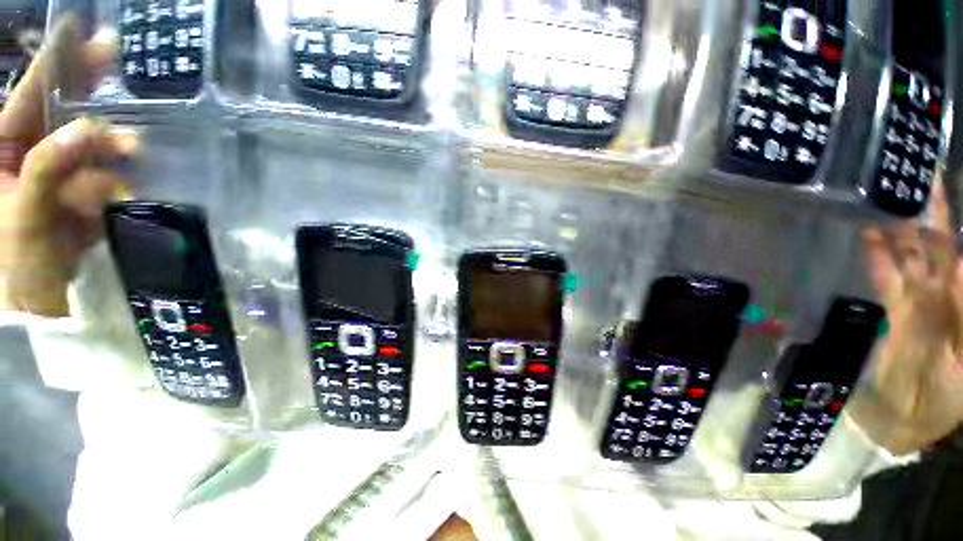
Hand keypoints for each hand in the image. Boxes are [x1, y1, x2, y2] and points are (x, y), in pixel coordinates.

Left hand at [0, 18, 134, 316]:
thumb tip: (90, 130)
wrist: (40, 295)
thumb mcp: (25, 212)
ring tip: (133, 148)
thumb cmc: (15, 258)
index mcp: (5, 145)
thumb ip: (50, 167)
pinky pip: (107, 171)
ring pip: (92, 142)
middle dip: (88, 84)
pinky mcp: (86, 188)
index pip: (31, 92)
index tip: (78, 25)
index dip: (54, 59)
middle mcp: (33, 147)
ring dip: (111, 144)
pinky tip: (120, 187)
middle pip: (63, 105)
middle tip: (112, 53)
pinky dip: (116, 175)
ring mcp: (63, 168)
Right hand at [853, 181, 962, 453]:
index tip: (939, 191)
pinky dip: (878, 257)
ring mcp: (918, 299)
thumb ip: (962, 310)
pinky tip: (869, 237)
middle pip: (938, 247)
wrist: (907, 417)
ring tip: (888, 199)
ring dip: (901, 231)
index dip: (953, 224)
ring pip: (910, 257)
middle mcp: (946, 291)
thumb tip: (957, 262)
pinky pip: (886, 277)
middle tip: (914, 180)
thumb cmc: (948, 396)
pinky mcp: (894, 309)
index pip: (959, 254)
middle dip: (930, 215)